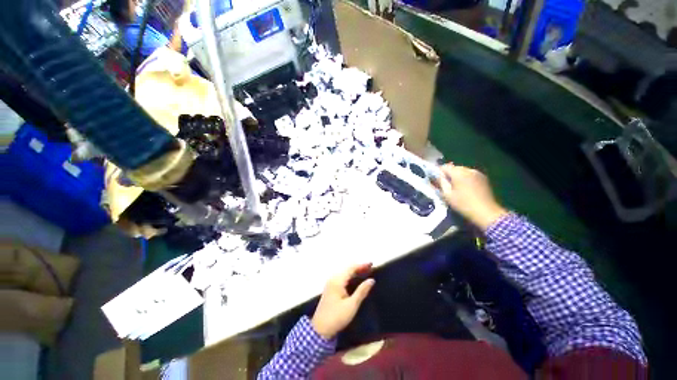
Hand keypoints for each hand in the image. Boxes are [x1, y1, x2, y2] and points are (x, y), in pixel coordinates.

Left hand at [311, 264, 375, 339]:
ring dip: (355, 271)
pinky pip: (342, 277)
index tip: (372, 263)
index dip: (362, 265)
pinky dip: (350, 276)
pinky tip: (356, 279)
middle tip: (371, 267)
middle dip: (359, 267)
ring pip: (345, 273)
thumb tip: (371, 280)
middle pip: (348, 269)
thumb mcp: (351, 305)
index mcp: (338, 280)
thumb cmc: (337, 317)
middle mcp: (333, 278)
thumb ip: (362, 291)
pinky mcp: (330, 288)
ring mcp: (331, 283)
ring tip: (366, 271)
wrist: (320, 329)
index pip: (351, 268)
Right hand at [433, 164, 508, 230]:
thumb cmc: (463, 204)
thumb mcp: (447, 195)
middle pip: (454, 168)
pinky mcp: (483, 178)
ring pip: (463, 171)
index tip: (436, 180)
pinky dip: (465, 178)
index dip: (439, 172)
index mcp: (458, 173)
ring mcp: (477, 173)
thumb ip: (441, 183)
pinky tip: (465, 188)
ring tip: (455, 187)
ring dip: (457, 176)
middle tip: (445, 184)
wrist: (486, 212)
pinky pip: (470, 174)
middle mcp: (468, 170)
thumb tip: (438, 176)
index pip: (445, 167)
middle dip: (448, 174)